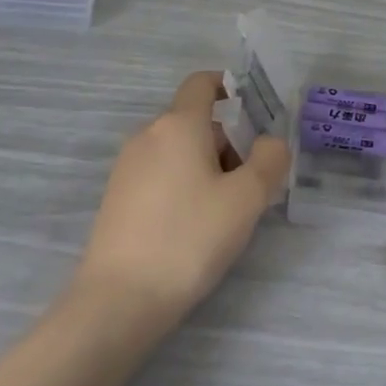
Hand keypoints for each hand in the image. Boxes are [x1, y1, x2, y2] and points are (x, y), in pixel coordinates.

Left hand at [65, 72, 289, 332]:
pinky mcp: (116, 198)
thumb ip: (269, 160)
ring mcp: (127, 167)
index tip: (254, 116)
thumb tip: (269, 143)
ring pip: (179, 150)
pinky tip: (193, 226)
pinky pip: (160, 174)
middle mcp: (148, 135)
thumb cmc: (189, 238)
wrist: (118, 301)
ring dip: (207, 166)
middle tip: (251, 183)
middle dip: (228, 141)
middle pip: (195, 121)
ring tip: (225, 211)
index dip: (229, 88)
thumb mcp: (247, 199)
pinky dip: (183, 185)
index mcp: (179, 124)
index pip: (202, 83)